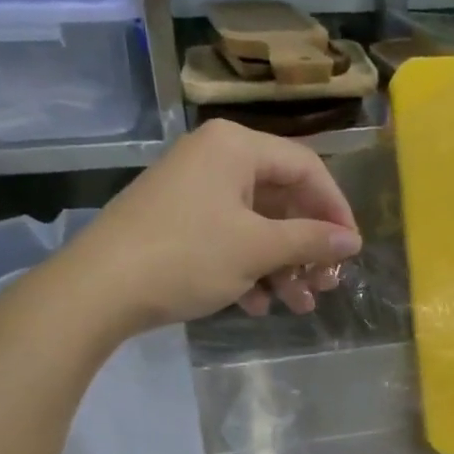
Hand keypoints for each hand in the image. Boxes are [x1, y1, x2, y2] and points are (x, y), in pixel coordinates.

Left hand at [72, 121, 361, 333]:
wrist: (100, 288)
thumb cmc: (188, 256)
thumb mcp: (258, 248)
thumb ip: (311, 240)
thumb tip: (352, 240)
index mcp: (236, 147)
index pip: (307, 168)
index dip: (336, 209)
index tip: (351, 250)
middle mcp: (216, 159)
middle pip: (283, 199)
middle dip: (308, 247)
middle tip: (326, 284)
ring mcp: (194, 192)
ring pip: (257, 225)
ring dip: (283, 267)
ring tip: (299, 306)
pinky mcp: (179, 222)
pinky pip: (229, 239)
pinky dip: (250, 270)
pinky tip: (258, 306)